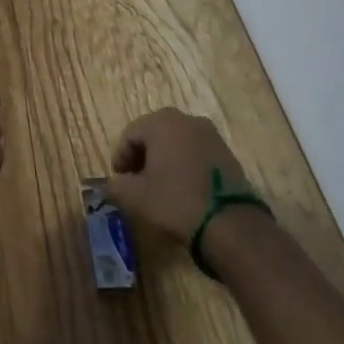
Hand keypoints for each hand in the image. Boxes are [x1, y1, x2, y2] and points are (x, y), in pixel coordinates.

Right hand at [104, 108, 248, 242]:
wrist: (230, 223)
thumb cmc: (175, 201)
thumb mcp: (135, 197)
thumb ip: (116, 185)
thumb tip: (112, 183)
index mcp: (161, 122)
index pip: (130, 134)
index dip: (120, 157)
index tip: (119, 180)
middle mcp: (186, 119)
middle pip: (153, 133)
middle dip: (142, 156)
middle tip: (136, 181)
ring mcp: (210, 134)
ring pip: (176, 141)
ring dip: (164, 158)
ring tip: (160, 185)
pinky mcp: (226, 151)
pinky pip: (195, 151)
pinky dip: (184, 163)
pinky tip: (183, 187)